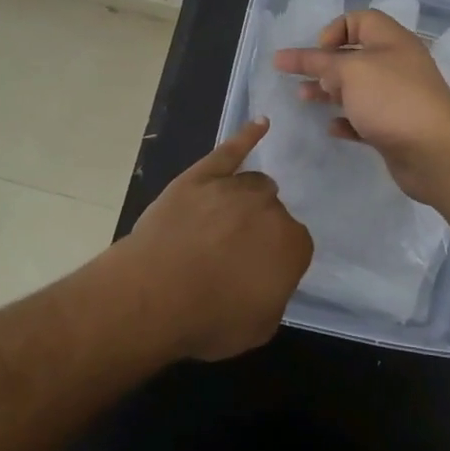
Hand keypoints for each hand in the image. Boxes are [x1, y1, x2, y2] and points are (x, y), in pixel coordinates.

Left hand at [121, 119, 313, 360]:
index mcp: (292, 244)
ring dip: (248, 200)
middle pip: (273, 213)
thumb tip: (268, 277)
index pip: (295, 246)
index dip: (274, 262)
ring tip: (228, 221)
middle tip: (234, 255)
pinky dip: (247, 136)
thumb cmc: (210, 319)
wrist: (155, 294)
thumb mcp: (259, 326)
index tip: (256, 275)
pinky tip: (261, 124)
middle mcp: (270, 208)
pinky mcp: (202, 175)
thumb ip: (274, 294)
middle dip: (259, 231)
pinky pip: (230, 151)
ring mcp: (234, 187)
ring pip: (254, 185)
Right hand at [273, 9, 449, 203]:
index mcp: (391, 41)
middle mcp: (396, 65)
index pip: (360, 20)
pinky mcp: (394, 128)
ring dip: (329, 92)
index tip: (319, 51)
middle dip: (324, 64)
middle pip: (355, 56)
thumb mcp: (350, 71)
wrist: (435, 152)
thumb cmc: (392, 99)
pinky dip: (346, 120)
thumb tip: (290, 56)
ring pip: (357, 89)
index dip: (335, 29)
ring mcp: (397, 98)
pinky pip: (364, 119)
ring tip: (304, 99)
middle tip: (299, 76)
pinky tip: (331, 127)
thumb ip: (318, 62)